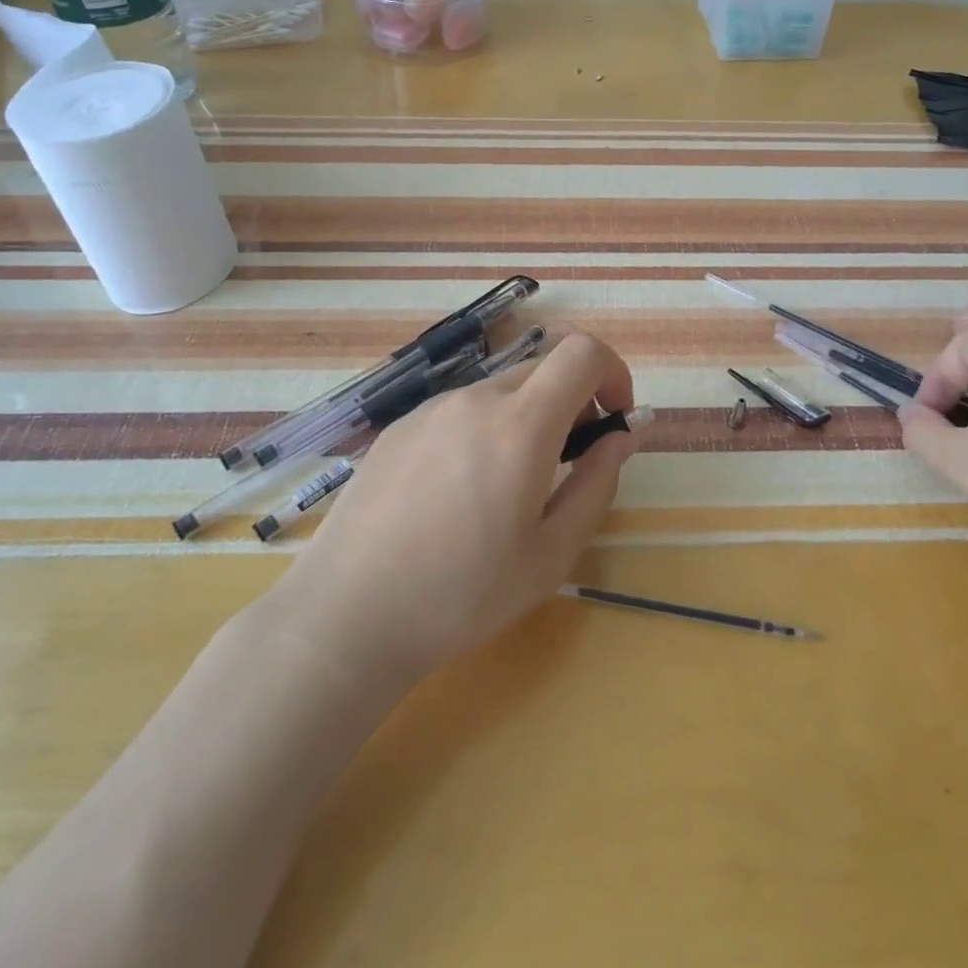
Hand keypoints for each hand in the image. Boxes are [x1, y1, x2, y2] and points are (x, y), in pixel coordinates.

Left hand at [265, 331, 640, 691]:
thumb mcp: (551, 554)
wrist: (347, 615)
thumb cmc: (462, 594)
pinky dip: (485, 428)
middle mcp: (474, 399)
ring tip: (510, 485)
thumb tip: (620, 437)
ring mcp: (430, 409)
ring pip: (500, 389)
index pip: (582, 352)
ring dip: (527, 416)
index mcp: (519, 425)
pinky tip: (459, 491)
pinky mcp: (398, 427)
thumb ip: (596, 484)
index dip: (612, 373)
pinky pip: (460, 409)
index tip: (613, 419)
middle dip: (574, 399)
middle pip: (543, 367)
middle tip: (570, 460)